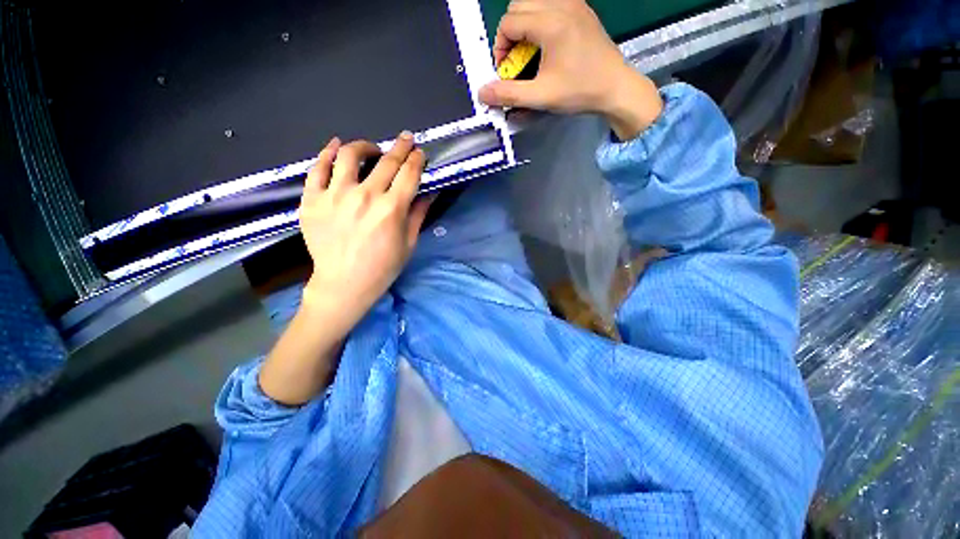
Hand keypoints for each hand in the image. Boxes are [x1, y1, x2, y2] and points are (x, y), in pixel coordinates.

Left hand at [299, 133, 431, 333]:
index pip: (408, 174)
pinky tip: (335, 147)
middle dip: (400, 147)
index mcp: (391, 209)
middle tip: (405, 139)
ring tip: (371, 148)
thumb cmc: (383, 267)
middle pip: (386, 161)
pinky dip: (327, 153)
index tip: (419, 152)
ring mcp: (335, 196)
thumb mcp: (408, 243)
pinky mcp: (312, 200)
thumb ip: (419, 214)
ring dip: (365, 146)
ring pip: (349, 156)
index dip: (416, 159)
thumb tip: (431, 192)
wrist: (344, 284)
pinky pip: (317, 169)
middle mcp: (364, 196)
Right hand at [478, 0, 663, 139]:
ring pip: (533, 1)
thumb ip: (509, 94)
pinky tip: (545, 42)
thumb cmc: (580, 92)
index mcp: (551, 23)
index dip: (500, 47)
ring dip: (523, 24)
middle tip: (515, 61)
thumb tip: (482, 93)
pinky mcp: (581, 9)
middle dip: (509, 34)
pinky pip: (550, 3)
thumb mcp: (541, 96)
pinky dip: (539, 19)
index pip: (509, 22)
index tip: (505, 70)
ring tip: (529, 51)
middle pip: (518, 6)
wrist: (616, 87)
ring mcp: (573, 3)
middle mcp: (561, 4)